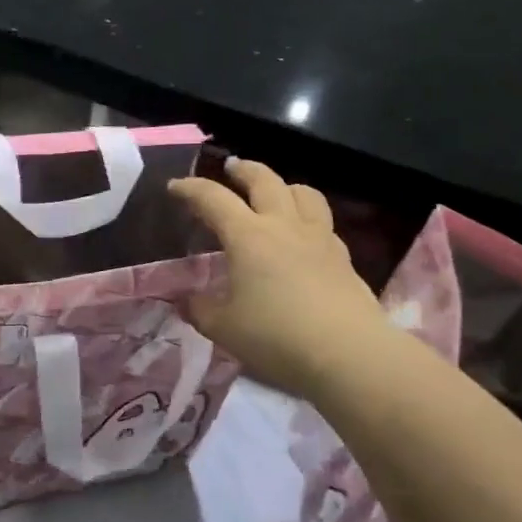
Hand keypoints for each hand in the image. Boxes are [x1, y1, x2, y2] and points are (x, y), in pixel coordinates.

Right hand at [168, 159, 385, 397]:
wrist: (347, 353)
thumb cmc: (275, 336)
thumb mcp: (223, 328)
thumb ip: (200, 309)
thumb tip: (186, 300)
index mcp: (248, 237)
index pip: (213, 199)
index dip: (191, 189)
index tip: (174, 187)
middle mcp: (283, 226)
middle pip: (264, 180)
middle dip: (243, 170)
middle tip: (230, 168)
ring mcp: (318, 238)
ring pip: (303, 193)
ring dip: (283, 185)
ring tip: (274, 193)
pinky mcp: (342, 257)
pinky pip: (323, 222)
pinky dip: (307, 217)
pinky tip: (302, 236)